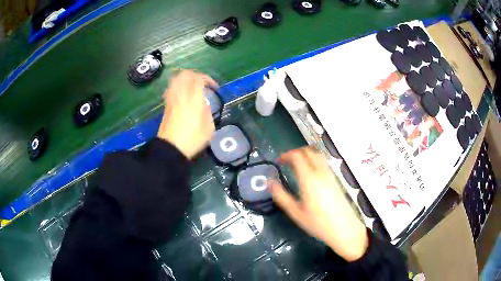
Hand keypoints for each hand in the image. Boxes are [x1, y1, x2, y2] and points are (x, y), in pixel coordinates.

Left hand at [157, 69, 217, 158]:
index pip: (198, 79)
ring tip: (192, 87)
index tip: (214, 88)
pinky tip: (182, 96)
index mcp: (193, 99)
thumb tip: (204, 104)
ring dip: (185, 80)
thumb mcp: (209, 128)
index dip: (208, 79)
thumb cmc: (192, 139)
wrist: (171, 149)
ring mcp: (171, 100)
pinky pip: (171, 90)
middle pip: (185, 75)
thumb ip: (208, 112)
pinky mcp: (166, 106)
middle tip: (202, 83)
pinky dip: (178, 88)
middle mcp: (181, 95)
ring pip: (176, 80)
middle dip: (195, 75)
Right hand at [270, 147, 368, 261]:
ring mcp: (330, 174)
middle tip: (287, 161)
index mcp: (309, 178)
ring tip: (297, 165)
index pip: (297, 156)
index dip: (286, 155)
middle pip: (308, 151)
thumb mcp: (295, 212)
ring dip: (306, 154)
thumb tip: (269, 181)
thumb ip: (281, 196)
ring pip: (318, 155)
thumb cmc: (317, 223)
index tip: (278, 161)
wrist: (343, 228)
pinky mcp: (336, 179)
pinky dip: (314, 160)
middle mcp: (321, 172)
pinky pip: (324, 162)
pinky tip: (311, 173)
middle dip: (296, 152)